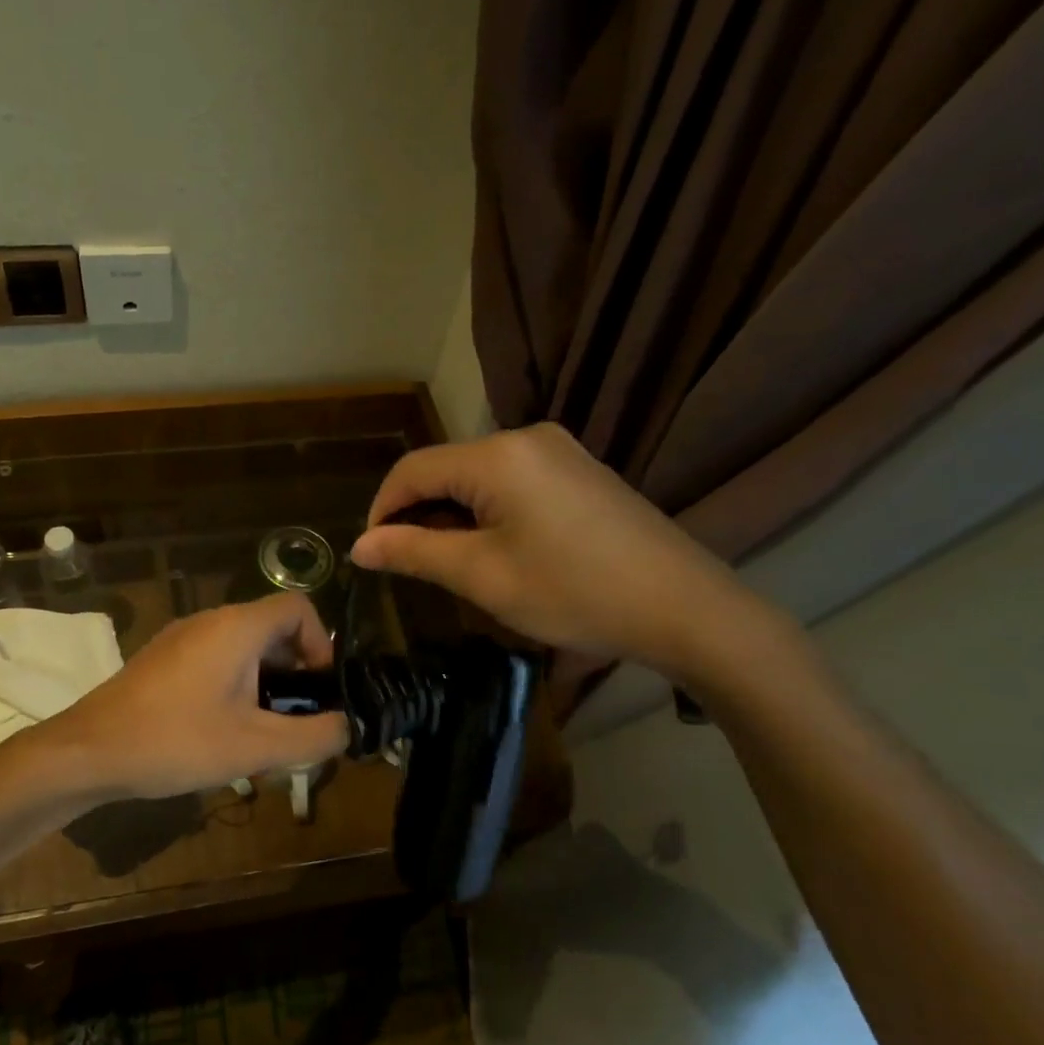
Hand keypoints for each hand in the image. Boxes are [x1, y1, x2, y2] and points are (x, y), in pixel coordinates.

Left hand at [44, 593, 348, 798]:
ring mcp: (182, 637)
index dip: (322, 642)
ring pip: (244, 646)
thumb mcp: (255, 748)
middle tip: (297, 717)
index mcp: (237, 628)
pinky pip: (216, 658)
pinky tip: (223, 730)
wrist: (88, 752)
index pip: (299, 607)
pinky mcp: (163, 659)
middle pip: (273, 628)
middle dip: (295, 670)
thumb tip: (346, 727)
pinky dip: (236, 683)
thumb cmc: (175, 741)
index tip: (320, 688)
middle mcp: (211, 620)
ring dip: (265, 681)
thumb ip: (313, 737)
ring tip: (263, 730)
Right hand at [349, 423, 769, 681]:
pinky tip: (497, 549)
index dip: (382, 510)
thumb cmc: (573, 591)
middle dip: (418, 515)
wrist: (683, 607)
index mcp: (497, 455)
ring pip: (478, 477)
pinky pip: (513, 482)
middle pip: (446, 469)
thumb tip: (360, 545)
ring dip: (453, 515)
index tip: (373, 555)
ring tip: (452, 565)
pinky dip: (488, 512)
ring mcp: (559, 451)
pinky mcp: (580, 470)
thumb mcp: (483, 576)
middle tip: (412, 567)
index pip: (412, 470)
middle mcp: (526, 437)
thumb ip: (414, 552)